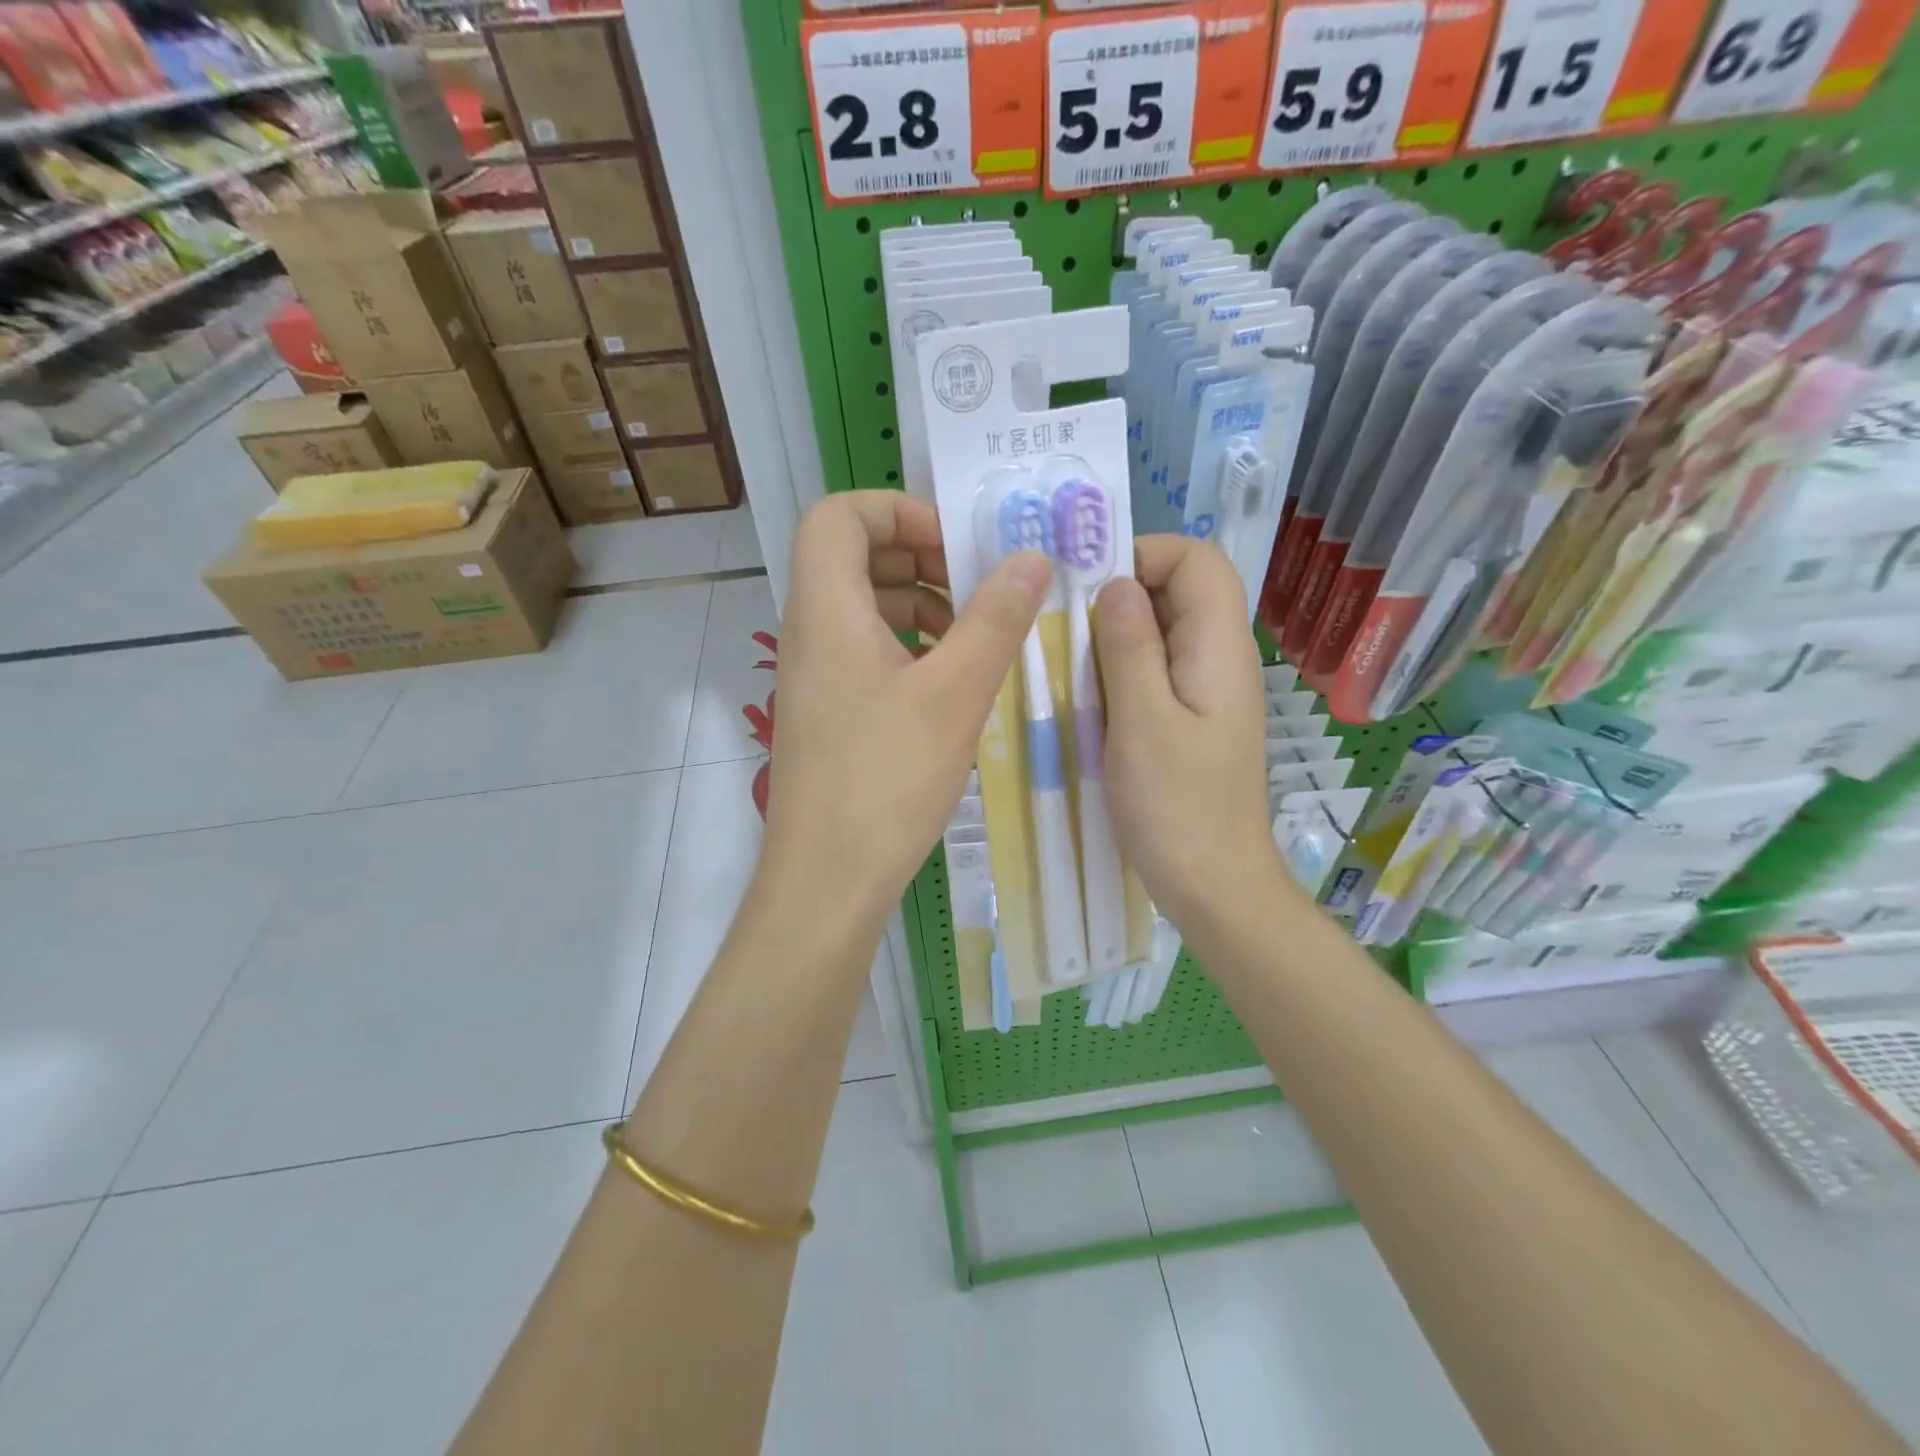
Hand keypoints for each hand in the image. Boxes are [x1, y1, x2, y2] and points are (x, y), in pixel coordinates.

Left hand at [762, 490, 1050, 923]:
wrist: (827, 879)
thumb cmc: (886, 779)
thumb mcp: (954, 694)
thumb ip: (995, 619)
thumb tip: (1031, 558)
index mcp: (826, 609)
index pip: (838, 515)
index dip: (897, 510)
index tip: (954, 546)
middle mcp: (809, 632)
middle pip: (853, 556)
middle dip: (920, 557)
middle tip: (977, 586)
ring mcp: (814, 675)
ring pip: (863, 607)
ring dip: (920, 605)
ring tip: (974, 637)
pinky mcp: (827, 712)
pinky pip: (865, 651)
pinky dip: (909, 647)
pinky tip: (951, 683)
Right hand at [1094, 535, 1292, 925]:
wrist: (1213, 885)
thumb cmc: (1178, 808)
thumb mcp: (1143, 723)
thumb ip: (1130, 647)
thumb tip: (1117, 582)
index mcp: (1219, 650)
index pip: (1198, 560)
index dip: (1146, 554)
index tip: (1090, 586)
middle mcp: (1219, 659)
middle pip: (1179, 591)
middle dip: (1120, 592)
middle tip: (1063, 624)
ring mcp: (1205, 691)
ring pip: (1161, 631)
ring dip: (1114, 633)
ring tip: (1065, 659)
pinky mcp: (1189, 718)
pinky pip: (1155, 670)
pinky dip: (1119, 668)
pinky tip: (1085, 694)